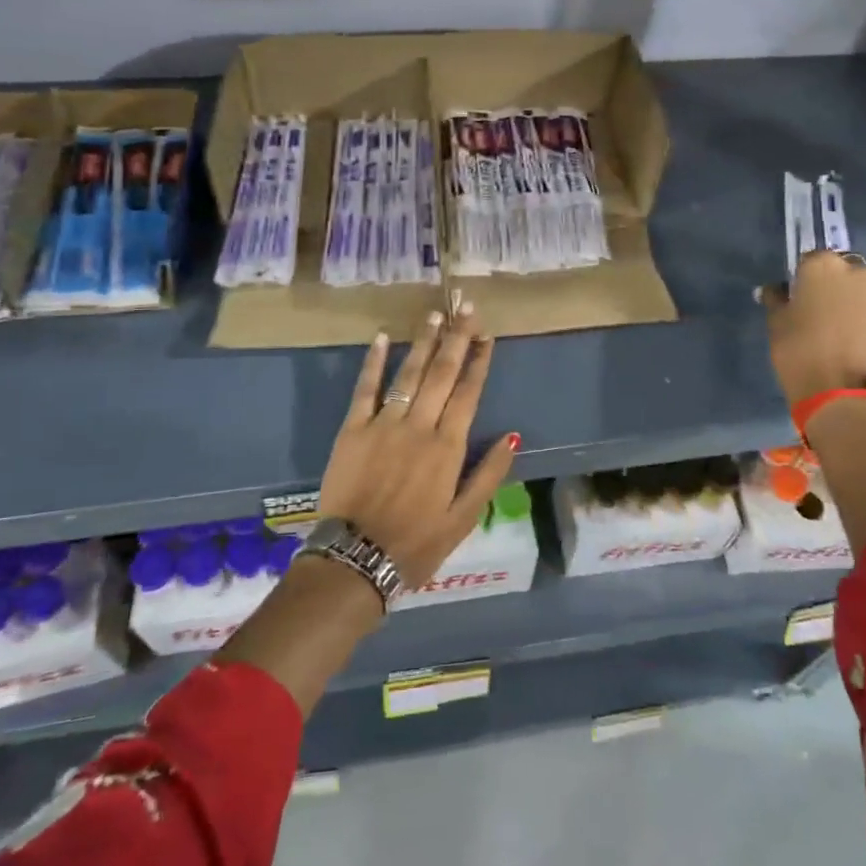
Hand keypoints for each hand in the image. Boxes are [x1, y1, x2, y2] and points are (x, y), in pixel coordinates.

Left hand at [318, 306, 518, 591]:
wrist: (356, 558)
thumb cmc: (416, 543)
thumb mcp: (464, 519)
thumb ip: (489, 475)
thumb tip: (512, 436)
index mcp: (448, 447)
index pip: (469, 392)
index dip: (479, 361)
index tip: (487, 333)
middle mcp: (419, 426)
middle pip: (442, 373)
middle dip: (456, 338)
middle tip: (464, 306)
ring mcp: (384, 424)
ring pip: (409, 374)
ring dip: (423, 343)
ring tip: (434, 315)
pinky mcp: (352, 430)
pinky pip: (365, 389)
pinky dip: (373, 362)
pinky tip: (381, 338)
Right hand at [760, 250, 865, 405]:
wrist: (838, 389)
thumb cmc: (798, 348)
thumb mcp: (776, 321)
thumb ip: (776, 299)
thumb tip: (773, 290)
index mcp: (823, 265)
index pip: (809, 260)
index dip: (801, 278)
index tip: (796, 297)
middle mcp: (856, 271)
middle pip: (840, 271)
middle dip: (831, 285)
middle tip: (817, 310)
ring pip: (860, 290)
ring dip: (850, 300)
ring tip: (836, 327)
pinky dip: (864, 319)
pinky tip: (851, 339)